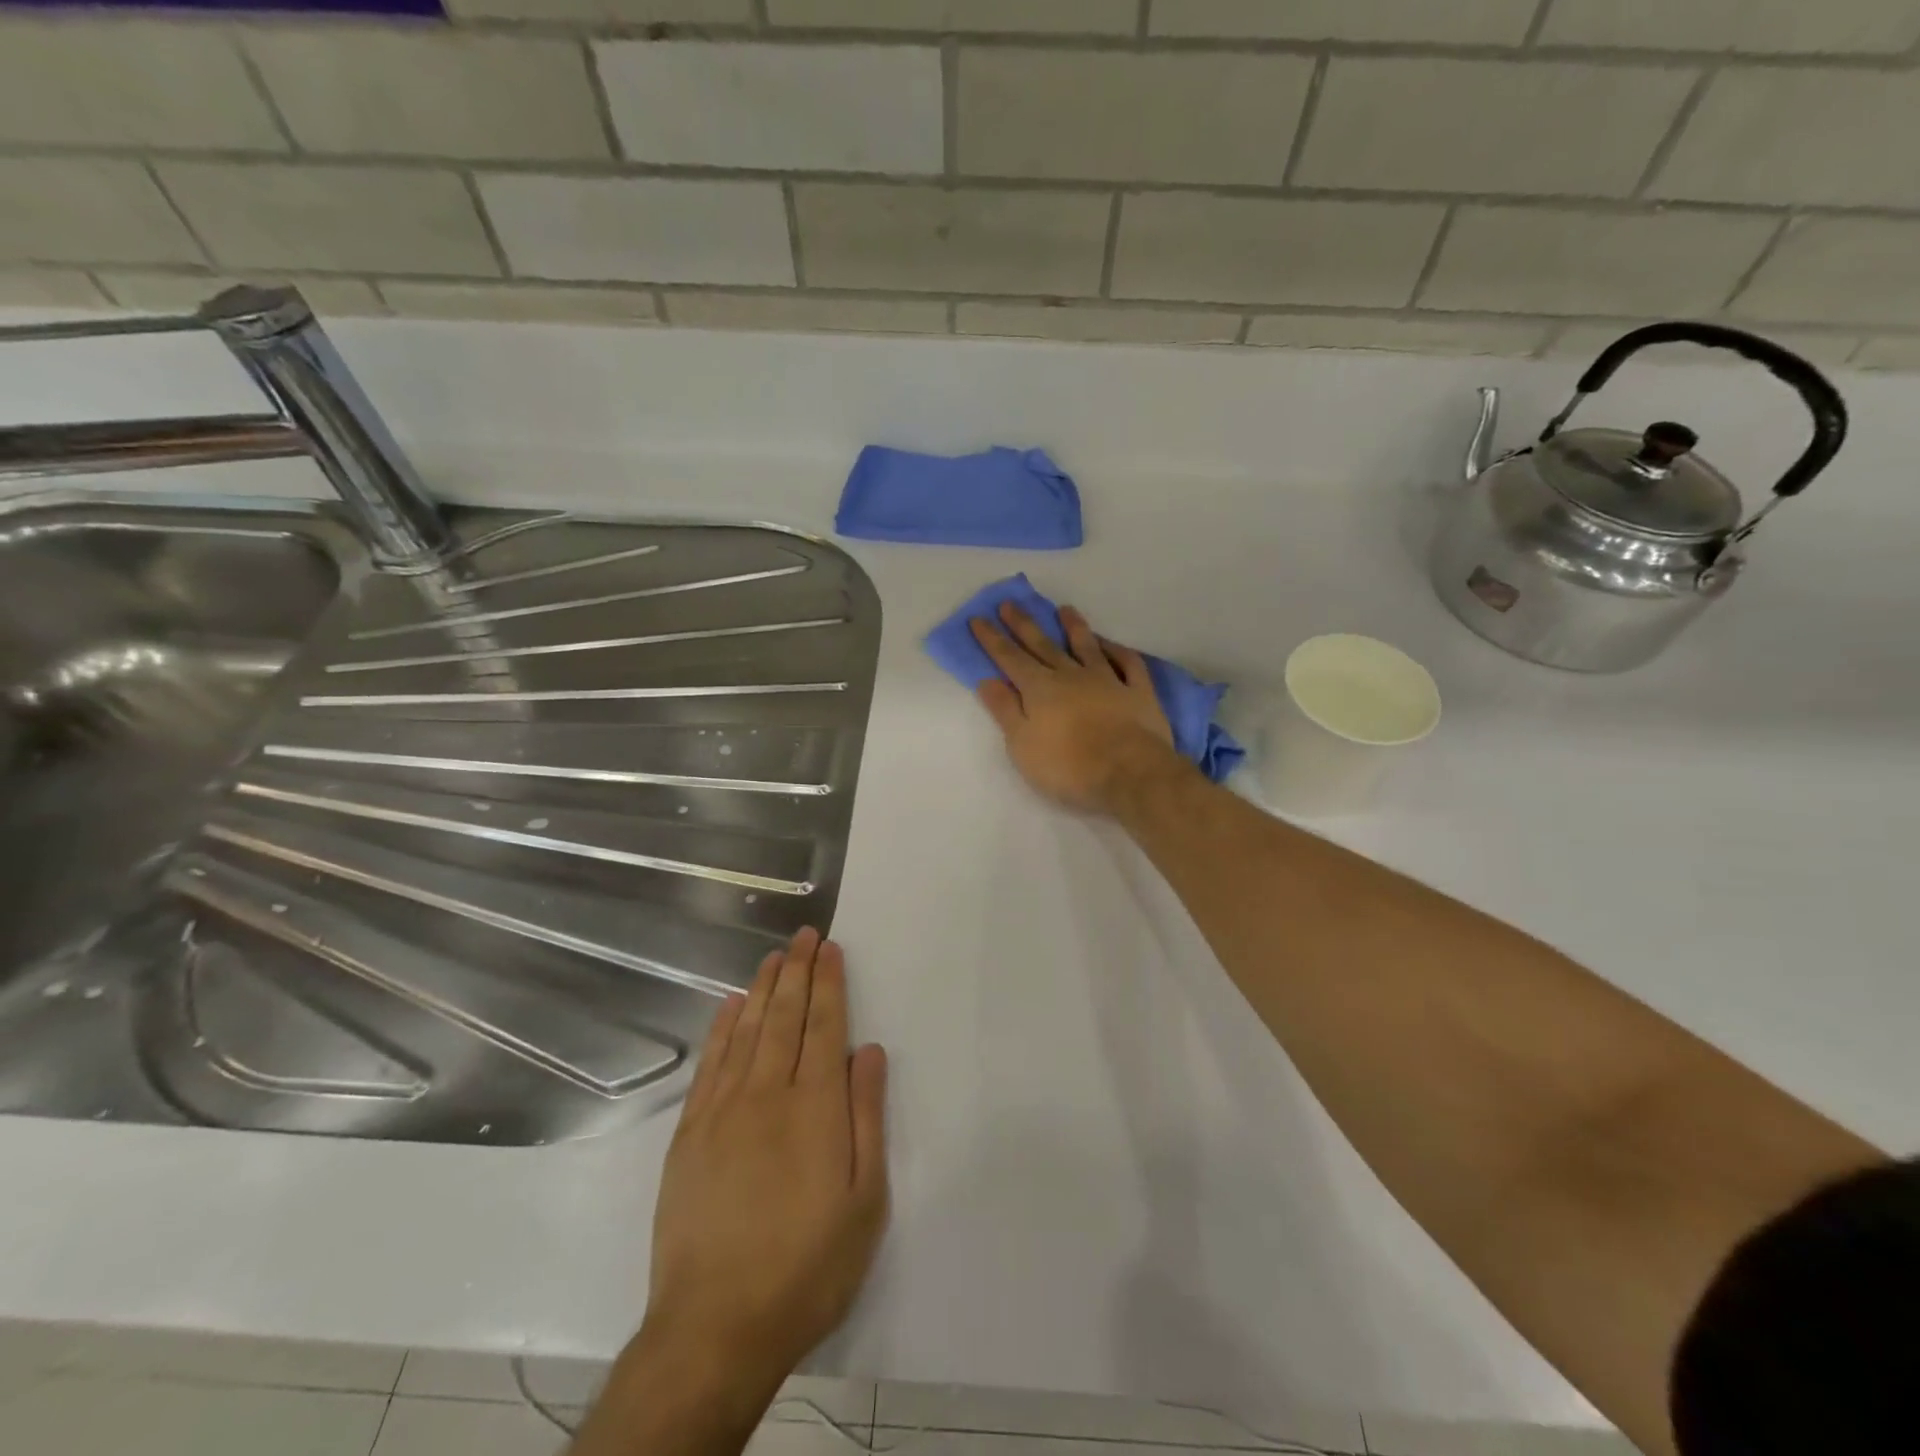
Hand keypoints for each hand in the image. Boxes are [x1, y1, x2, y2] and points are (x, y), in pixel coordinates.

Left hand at [642, 928, 888, 1398]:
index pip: (824, 1025)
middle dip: (797, 971)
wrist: (716, 1325)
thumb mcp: (865, 1199)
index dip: (828, 982)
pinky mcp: (690, 1133)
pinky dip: (723, 1027)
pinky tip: (732, 1006)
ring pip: (748, 1030)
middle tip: (803, 935)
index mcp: (816, 1106)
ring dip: (763, 988)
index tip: (829, 948)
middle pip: (785, 1016)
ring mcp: (724, 1110)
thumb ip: (867, 1117)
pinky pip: (711, 1063)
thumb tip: (867, 1052)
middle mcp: (769, 1093)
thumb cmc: (808, 1265)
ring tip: (774, 956)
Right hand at [970, 602, 1185, 814]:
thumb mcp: (1022, 745)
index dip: (992, 639)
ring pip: (1087, 646)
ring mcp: (1107, 679)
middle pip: (1043, 645)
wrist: (1130, 772)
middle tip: (1010, 603)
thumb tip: (987, 680)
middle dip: (1023, 624)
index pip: (1010, 658)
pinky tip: (1111, 644)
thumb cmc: (1068, 766)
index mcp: (1040, 689)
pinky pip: (1128, 663)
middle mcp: (1071, 675)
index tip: (978, 618)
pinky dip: (1118, 650)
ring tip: (1064, 609)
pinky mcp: (1138, 691)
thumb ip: (1005, 710)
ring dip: (1074, 626)